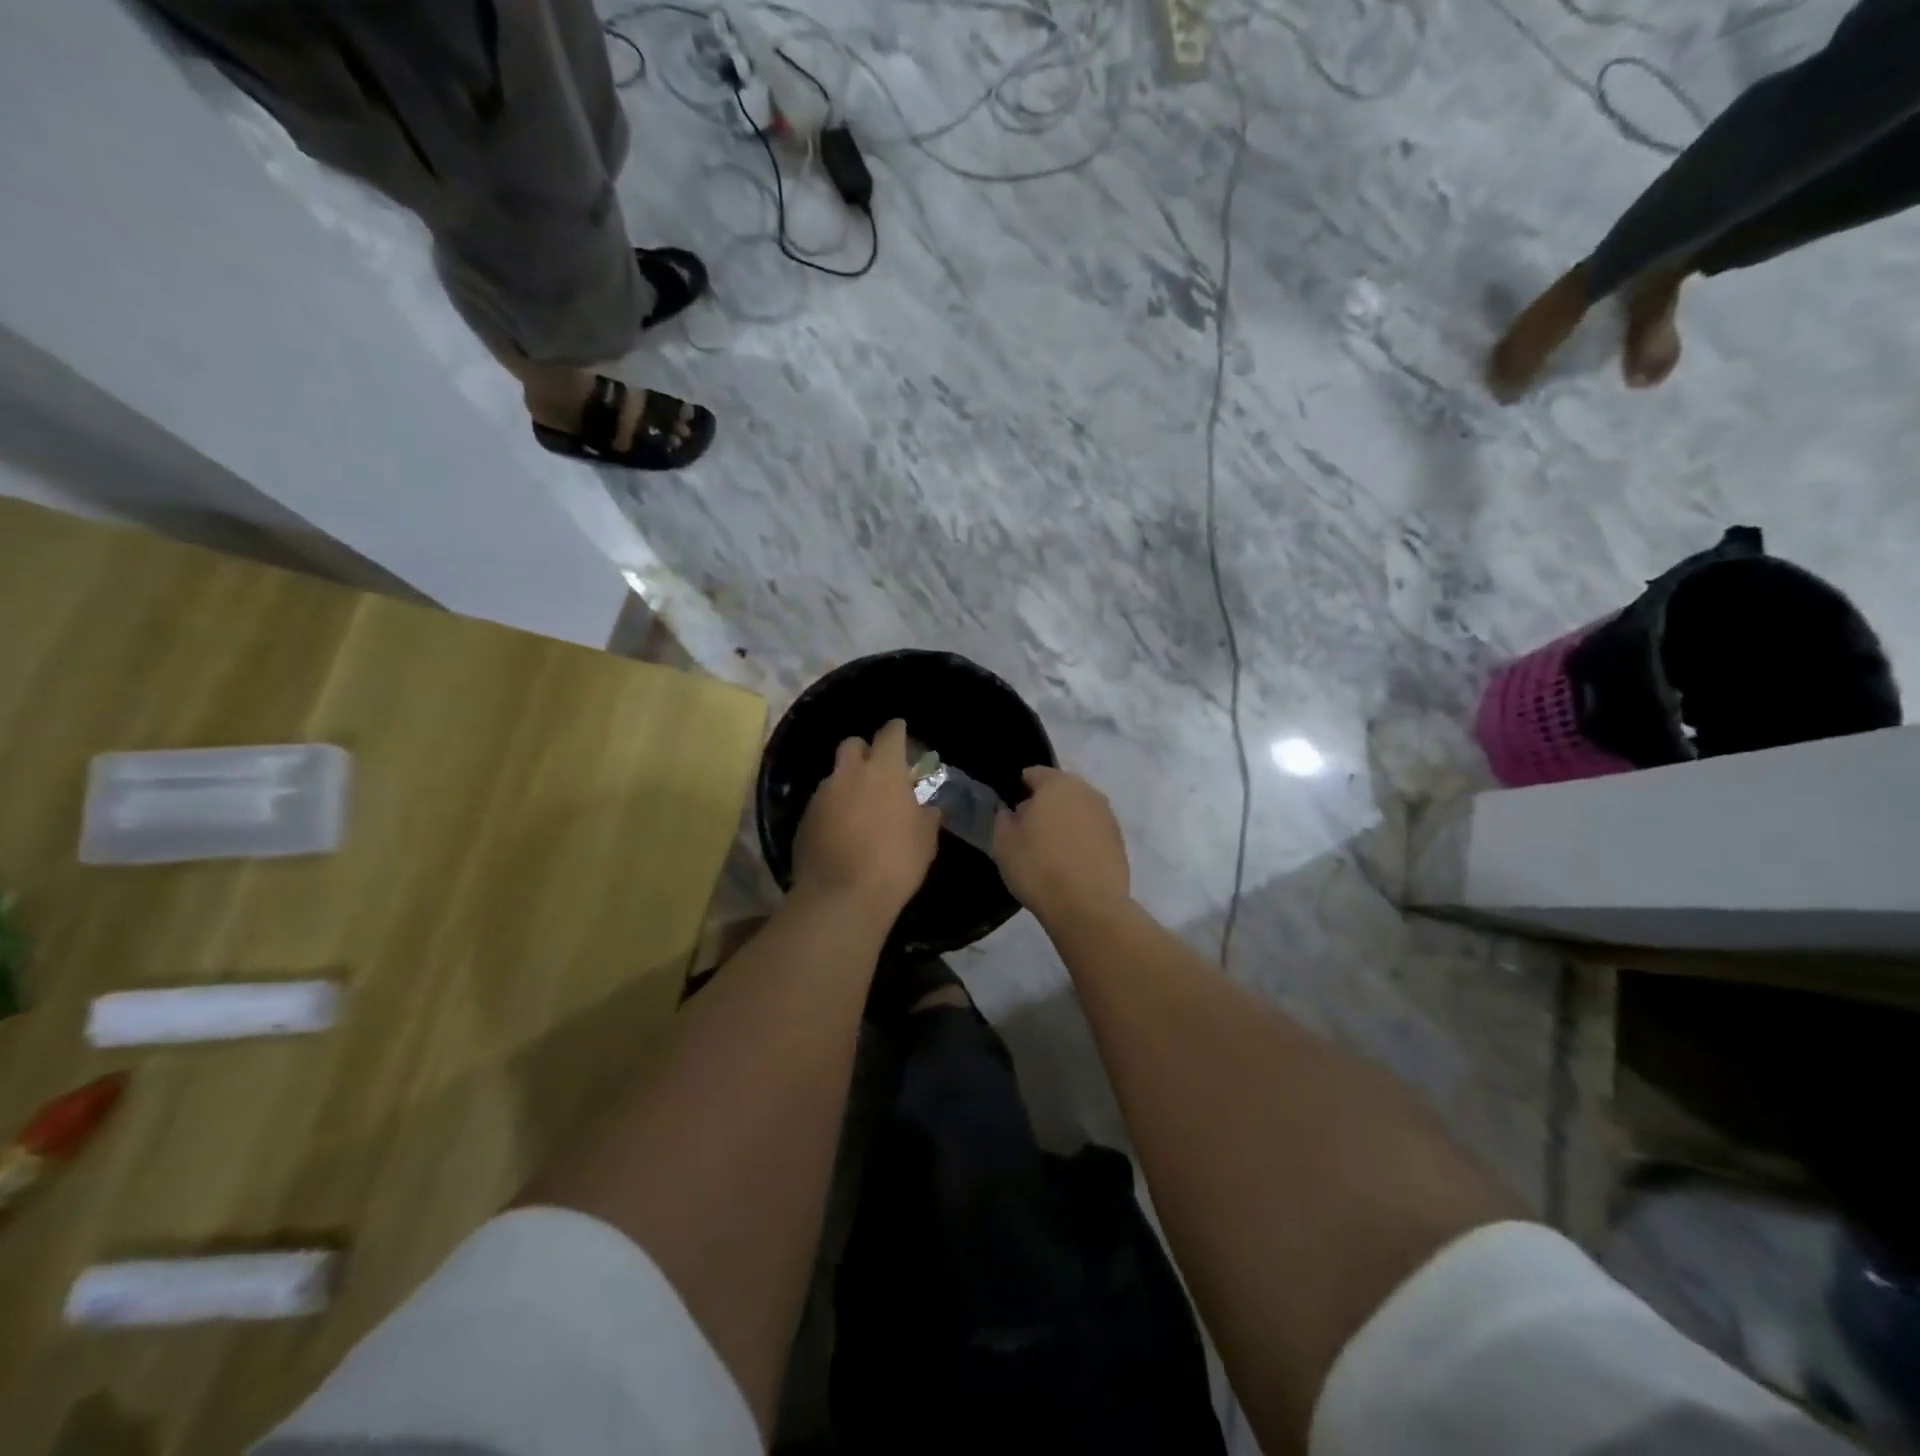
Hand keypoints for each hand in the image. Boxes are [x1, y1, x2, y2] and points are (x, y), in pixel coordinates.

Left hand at [792, 718, 940, 916]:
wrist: (842, 896)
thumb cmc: (895, 861)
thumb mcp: (925, 840)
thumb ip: (926, 816)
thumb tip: (927, 808)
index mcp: (884, 770)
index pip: (890, 734)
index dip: (897, 731)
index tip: (901, 731)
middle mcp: (849, 773)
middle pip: (852, 744)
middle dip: (864, 751)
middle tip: (876, 771)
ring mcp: (822, 795)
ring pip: (835, 776)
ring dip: (847, 784)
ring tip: (859, 808)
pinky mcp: (803, 819)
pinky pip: (822, 804)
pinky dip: (832, 810)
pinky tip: (841, 832)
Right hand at [993, 767, 1129, 922]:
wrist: (1088, 907)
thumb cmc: (1038, 868)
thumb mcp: (1004, 843)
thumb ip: (1004, 819)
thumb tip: (1012, 811)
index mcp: (1058, 784)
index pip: (1034, 774)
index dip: (1019, 788)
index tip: (1010, 809)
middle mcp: (1087, 792)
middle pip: (1060, 791)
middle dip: (1045, 804)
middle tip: (1028, 830)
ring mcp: (1108, 817)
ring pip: (1079, 811)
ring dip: (1066, 823)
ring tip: (1050, 850)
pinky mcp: (1120, 843)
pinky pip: (1093, 833)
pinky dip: (1082, 841)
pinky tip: (1070, 863)